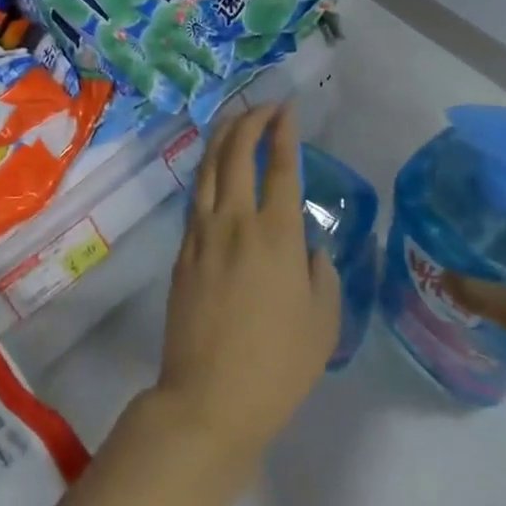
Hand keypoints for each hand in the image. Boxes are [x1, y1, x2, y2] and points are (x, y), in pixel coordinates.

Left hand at [152, 103, 340, 470]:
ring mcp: (202, 233)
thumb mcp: (324, 322)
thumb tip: (309, 249)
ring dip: (223, 137)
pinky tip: (214, 170)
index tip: (287, 109)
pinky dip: (207, 172)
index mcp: (277, 234)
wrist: (209, 399)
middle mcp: (236, 221)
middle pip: (237, 153)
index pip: (280, 166)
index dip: (284, 132)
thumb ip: (322, 274)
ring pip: (209, 168)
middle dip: (250, 120)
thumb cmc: (278, 365)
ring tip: (235, 120)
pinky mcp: (182, 251)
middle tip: (263, 107)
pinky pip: (195, 197)